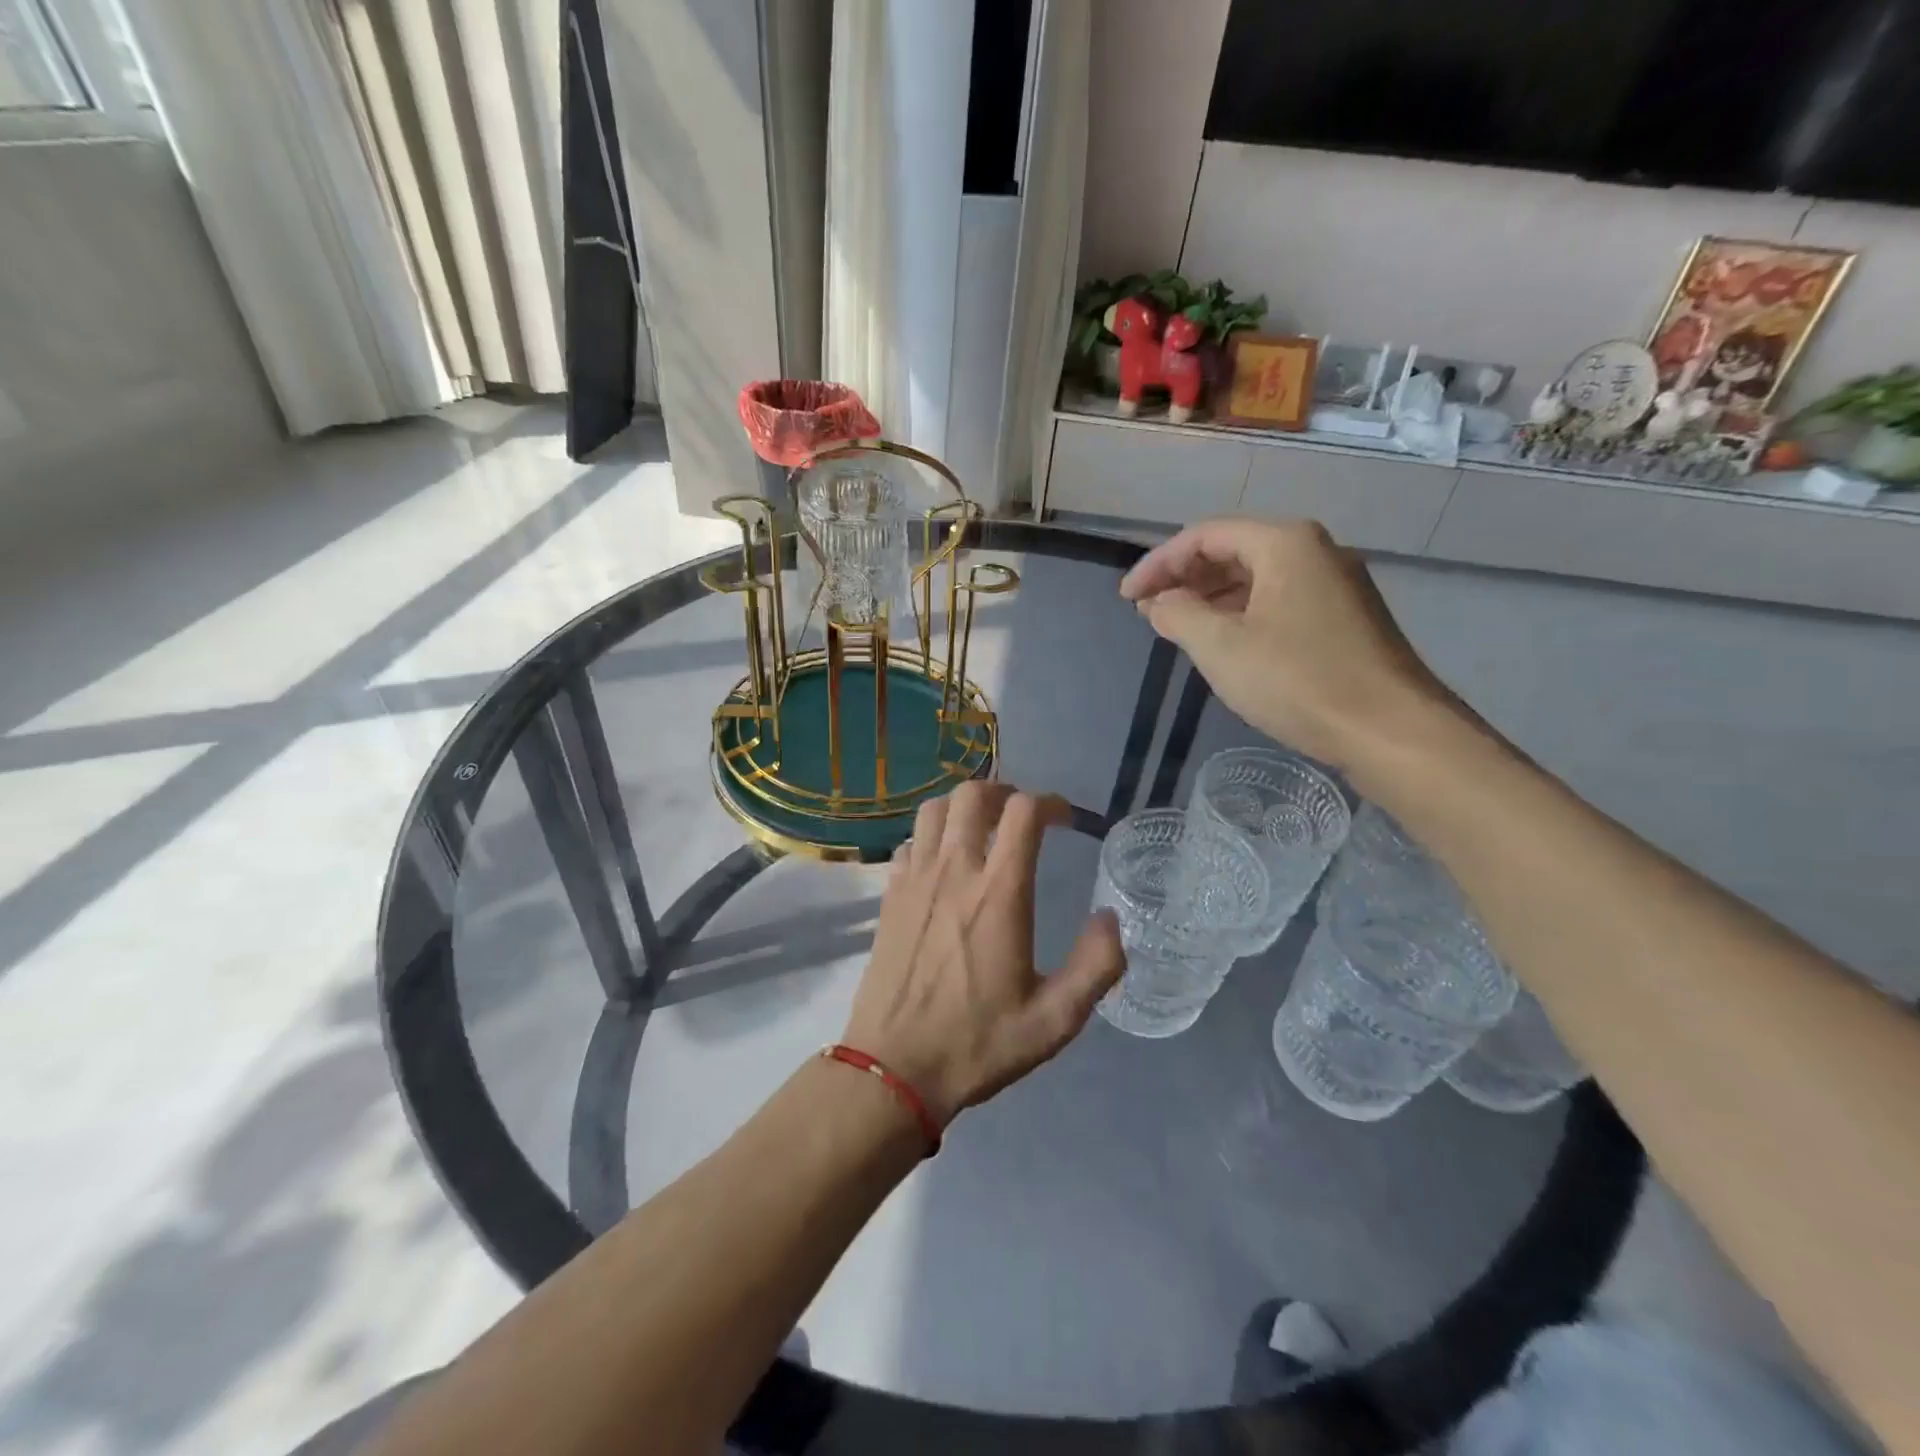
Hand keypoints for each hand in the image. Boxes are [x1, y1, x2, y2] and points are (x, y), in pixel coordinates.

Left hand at [841, 782, 1125, 1126]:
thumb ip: (1096, 967)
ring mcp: (914, 880)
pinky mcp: (888, 897)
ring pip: (934, 809)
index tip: (1064, 820)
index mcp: (999, 894)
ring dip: (962, 807)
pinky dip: (931, 836)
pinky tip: (943, 863)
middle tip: (1020, 815)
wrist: (894, 1070)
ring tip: (982, 828)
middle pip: (972, 794)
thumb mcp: (1055, 1020)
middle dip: (1003, 792)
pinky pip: (910, 843)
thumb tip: (1111, 920)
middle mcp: (954, 872)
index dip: (1050, 803)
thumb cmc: (978, 1044)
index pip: (1023, 813)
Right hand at [1119, 518, 1459, 774]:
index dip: (1158, 564)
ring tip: (1176, 627)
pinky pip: (1278, 599)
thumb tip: (1160, 603)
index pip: (1203, 535)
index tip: (1126, 598)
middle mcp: (1314, 550)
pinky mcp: (1345, 617)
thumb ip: (1178, 615)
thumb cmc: (1298, 680)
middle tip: (1148, 611)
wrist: (1390, 730)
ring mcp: (1334, 584)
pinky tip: (1224, 642)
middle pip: (1232, 549)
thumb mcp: (1220, 647)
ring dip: (1210, 597)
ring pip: (1256, 577)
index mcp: (1284, 542)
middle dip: (1184, 578)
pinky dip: (1240, 613)